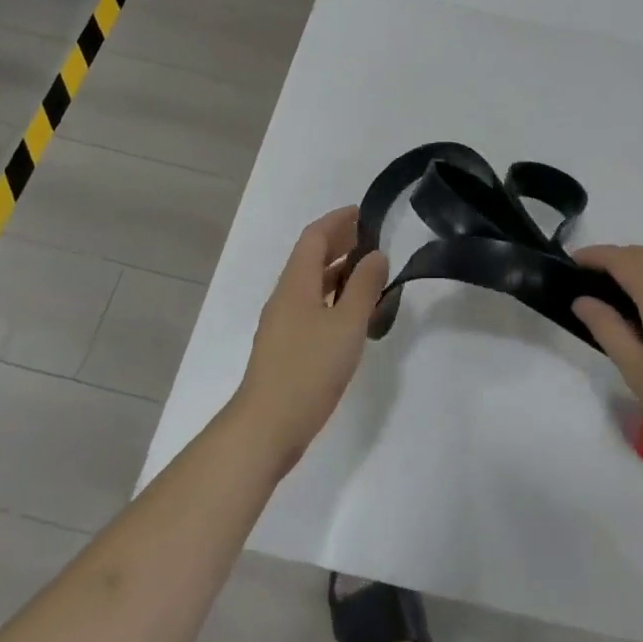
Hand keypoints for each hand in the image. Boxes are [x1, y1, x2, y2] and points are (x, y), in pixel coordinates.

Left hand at [232, 207, 387, 471]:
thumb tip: (376, 254)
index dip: (337, 221)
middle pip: (310, 258)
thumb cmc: (308, 370)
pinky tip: (352, 315)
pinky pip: (311, 308)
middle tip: (371, 239)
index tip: (363, 213)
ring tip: (369, 273)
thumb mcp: (346, 325)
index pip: (314, 237)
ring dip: (338, 272)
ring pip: (311, 285)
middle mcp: (285, 298)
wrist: (266, 428)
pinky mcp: (286, 348)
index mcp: (296, 284)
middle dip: (338, 243)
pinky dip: (333, 298)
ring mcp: (283, 325)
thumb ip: (364, 287)